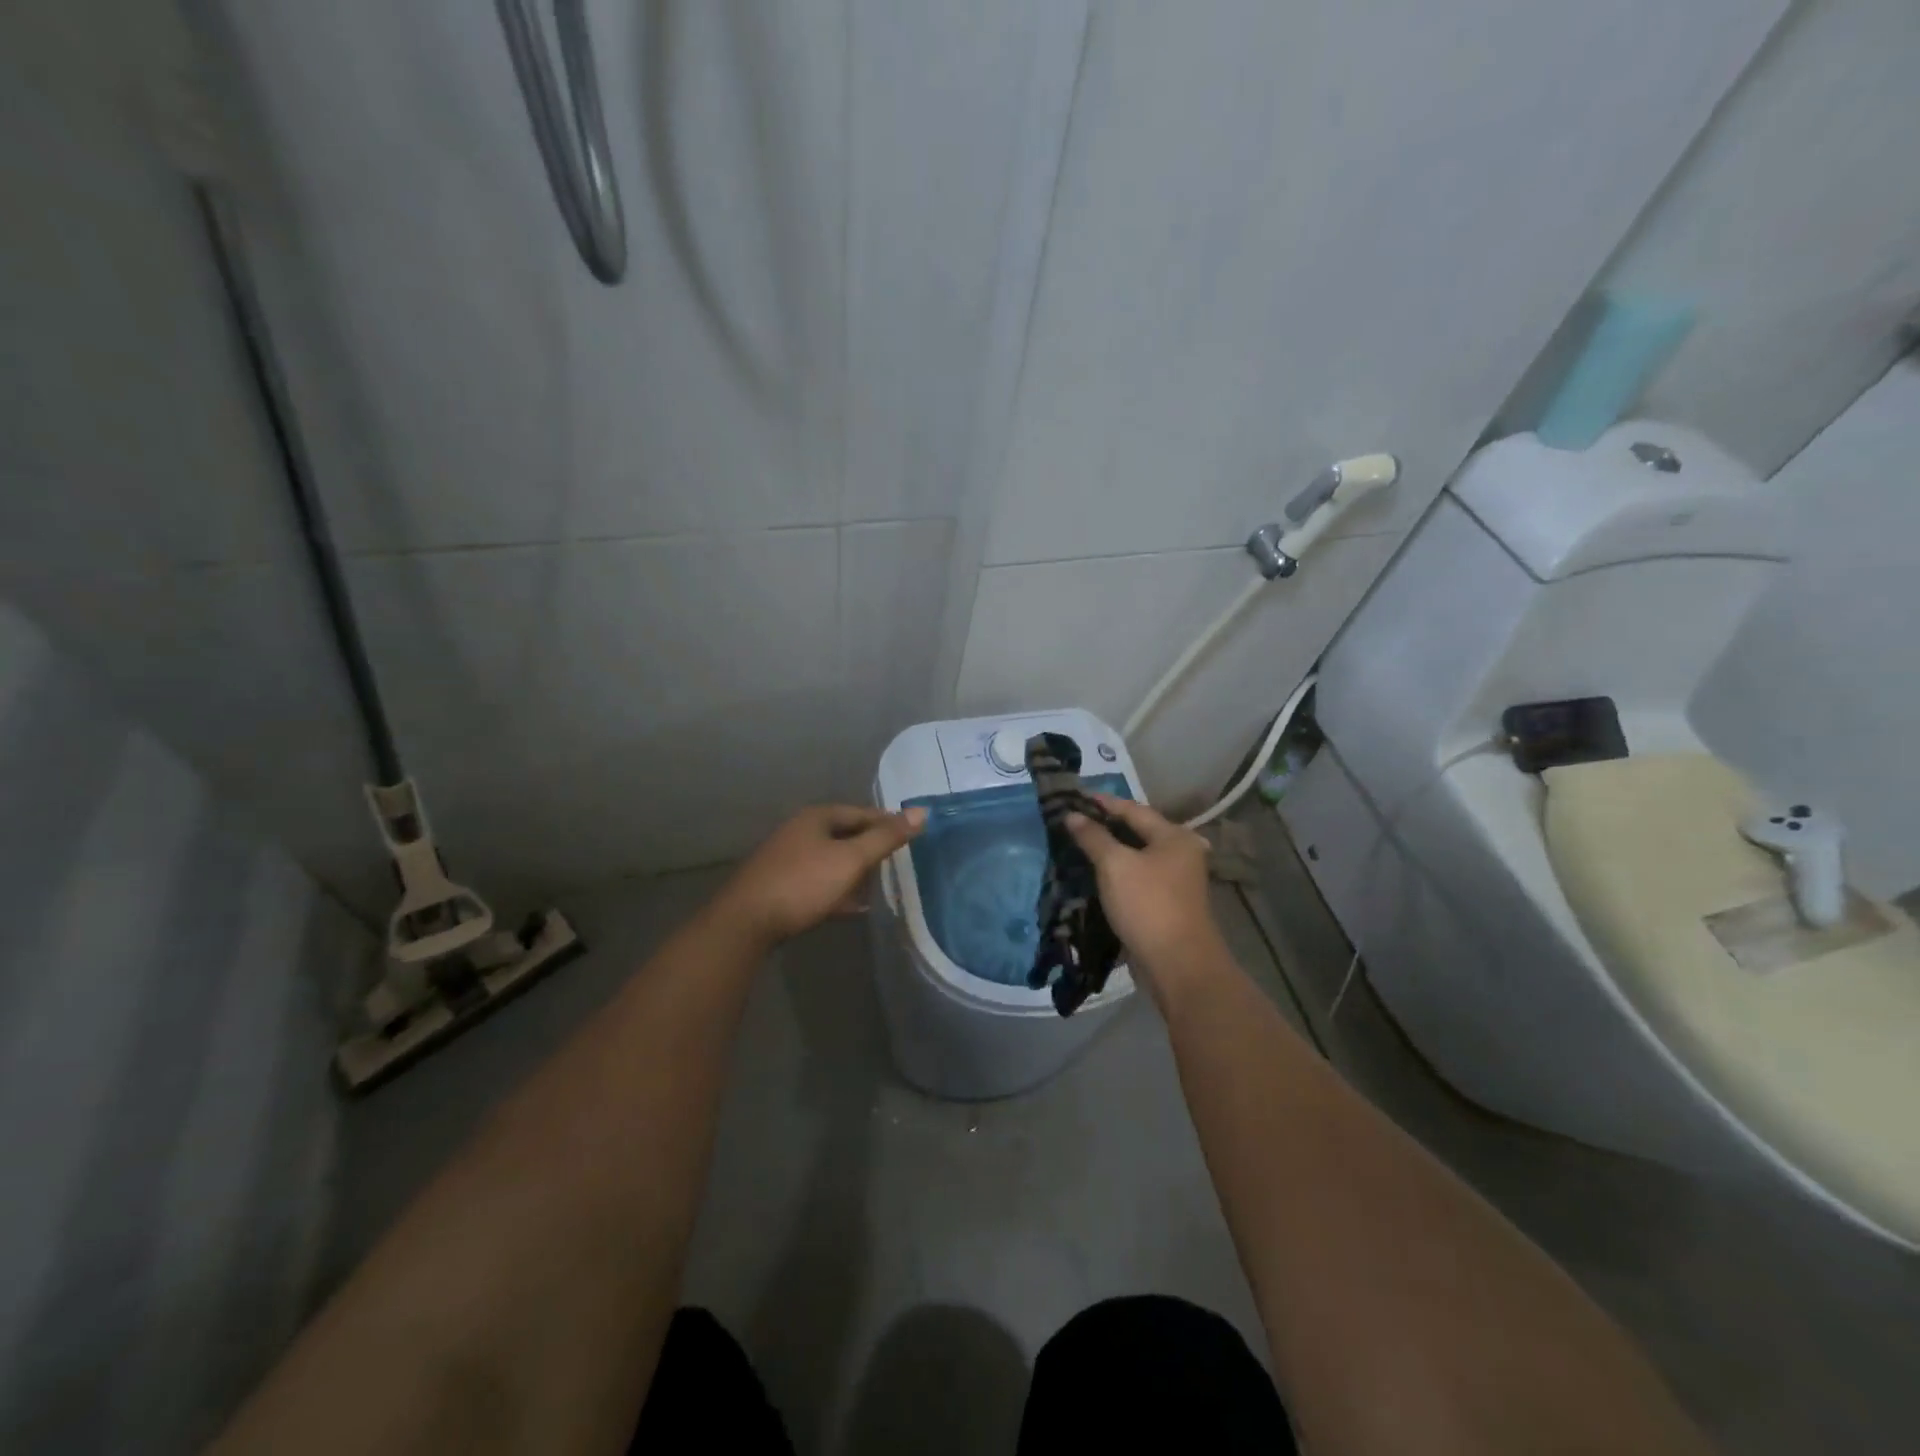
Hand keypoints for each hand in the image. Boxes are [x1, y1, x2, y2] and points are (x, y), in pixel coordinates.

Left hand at [715, 804, 926, 947]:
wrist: (746, 922)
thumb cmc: (803, 882)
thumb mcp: (851, 859)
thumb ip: (886, 837)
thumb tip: (922, 812)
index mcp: (817, 817)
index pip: (862, 813)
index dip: (888, 823)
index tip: (913, 838)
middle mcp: (800, 831)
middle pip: (846, 835)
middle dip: (872, 850)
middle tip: (899, 865)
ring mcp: (788, 859)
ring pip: (832, 860)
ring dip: (855, 872)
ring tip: (881, 888)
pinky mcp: (781, 886)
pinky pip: (819, 882)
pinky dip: (838, 890)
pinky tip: (853, 908)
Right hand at [1065, 794, 1220, 1003]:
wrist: (1177, 965)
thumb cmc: (1148, 905)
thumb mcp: (1115, 865)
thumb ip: (1093, 837)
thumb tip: (1072, 815)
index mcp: (1174, 836)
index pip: (1133, 809)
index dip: (1102, 802)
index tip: (1074, 797)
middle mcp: (1180, 853)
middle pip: (1137, 831)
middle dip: (1104, 826)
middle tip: (1072, 821)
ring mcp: (1175, 881)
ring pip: (1136, 857)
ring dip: (1109, 851)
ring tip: (1077, 845)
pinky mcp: (1166, 904)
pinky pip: (1136, 878)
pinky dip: (1116, 873)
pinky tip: (1094, 874)